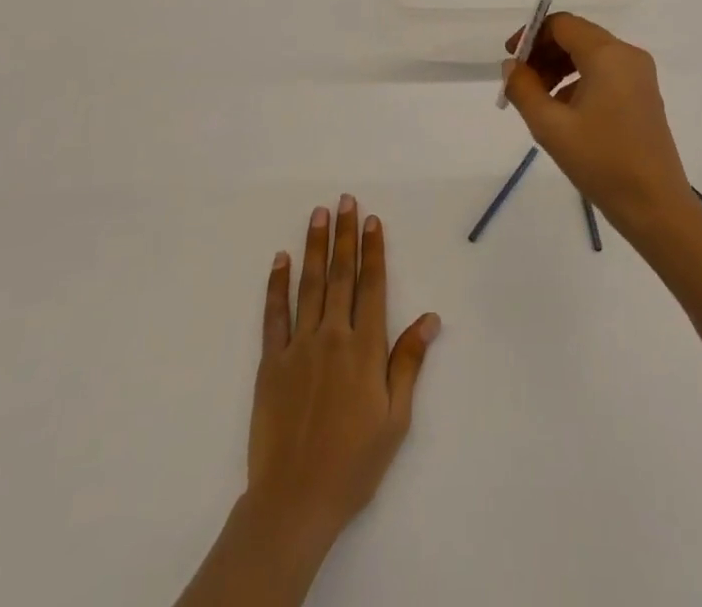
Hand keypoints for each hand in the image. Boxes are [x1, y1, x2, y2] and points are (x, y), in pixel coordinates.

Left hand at [246, 196, 440, 558]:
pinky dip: (277, 285)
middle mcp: (333, 337)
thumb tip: (430, 318)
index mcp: (366, 348)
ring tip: (318, 214)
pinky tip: (281, 259)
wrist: (295, 501)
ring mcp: (300, 347)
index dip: (373, 250)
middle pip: (341, 275)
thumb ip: (409, 363)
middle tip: (345, 200)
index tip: (371, 219)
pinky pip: (275, 315)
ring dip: (315, 246)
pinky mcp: (271, 362)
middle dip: (344, 234)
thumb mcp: (395, 419)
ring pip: (310, 284)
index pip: (372, 285)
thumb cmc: (354, 463)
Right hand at [502, 13, 693, 238]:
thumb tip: (512, 66)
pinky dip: (579, 82)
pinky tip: (564, 113)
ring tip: (538, 101)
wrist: (655, 206)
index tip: (510, 61)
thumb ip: (523, 89)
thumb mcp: (550, 127)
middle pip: (577, 37)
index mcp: (608, 55)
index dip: (531, 36)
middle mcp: (628, 55)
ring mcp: (640, 75)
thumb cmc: (601, 162)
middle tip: (520, 84)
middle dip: (544, 54)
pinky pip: (605, 73)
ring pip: (590, 55)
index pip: (562, 24)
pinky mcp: (643, 95)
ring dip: (560, 69)